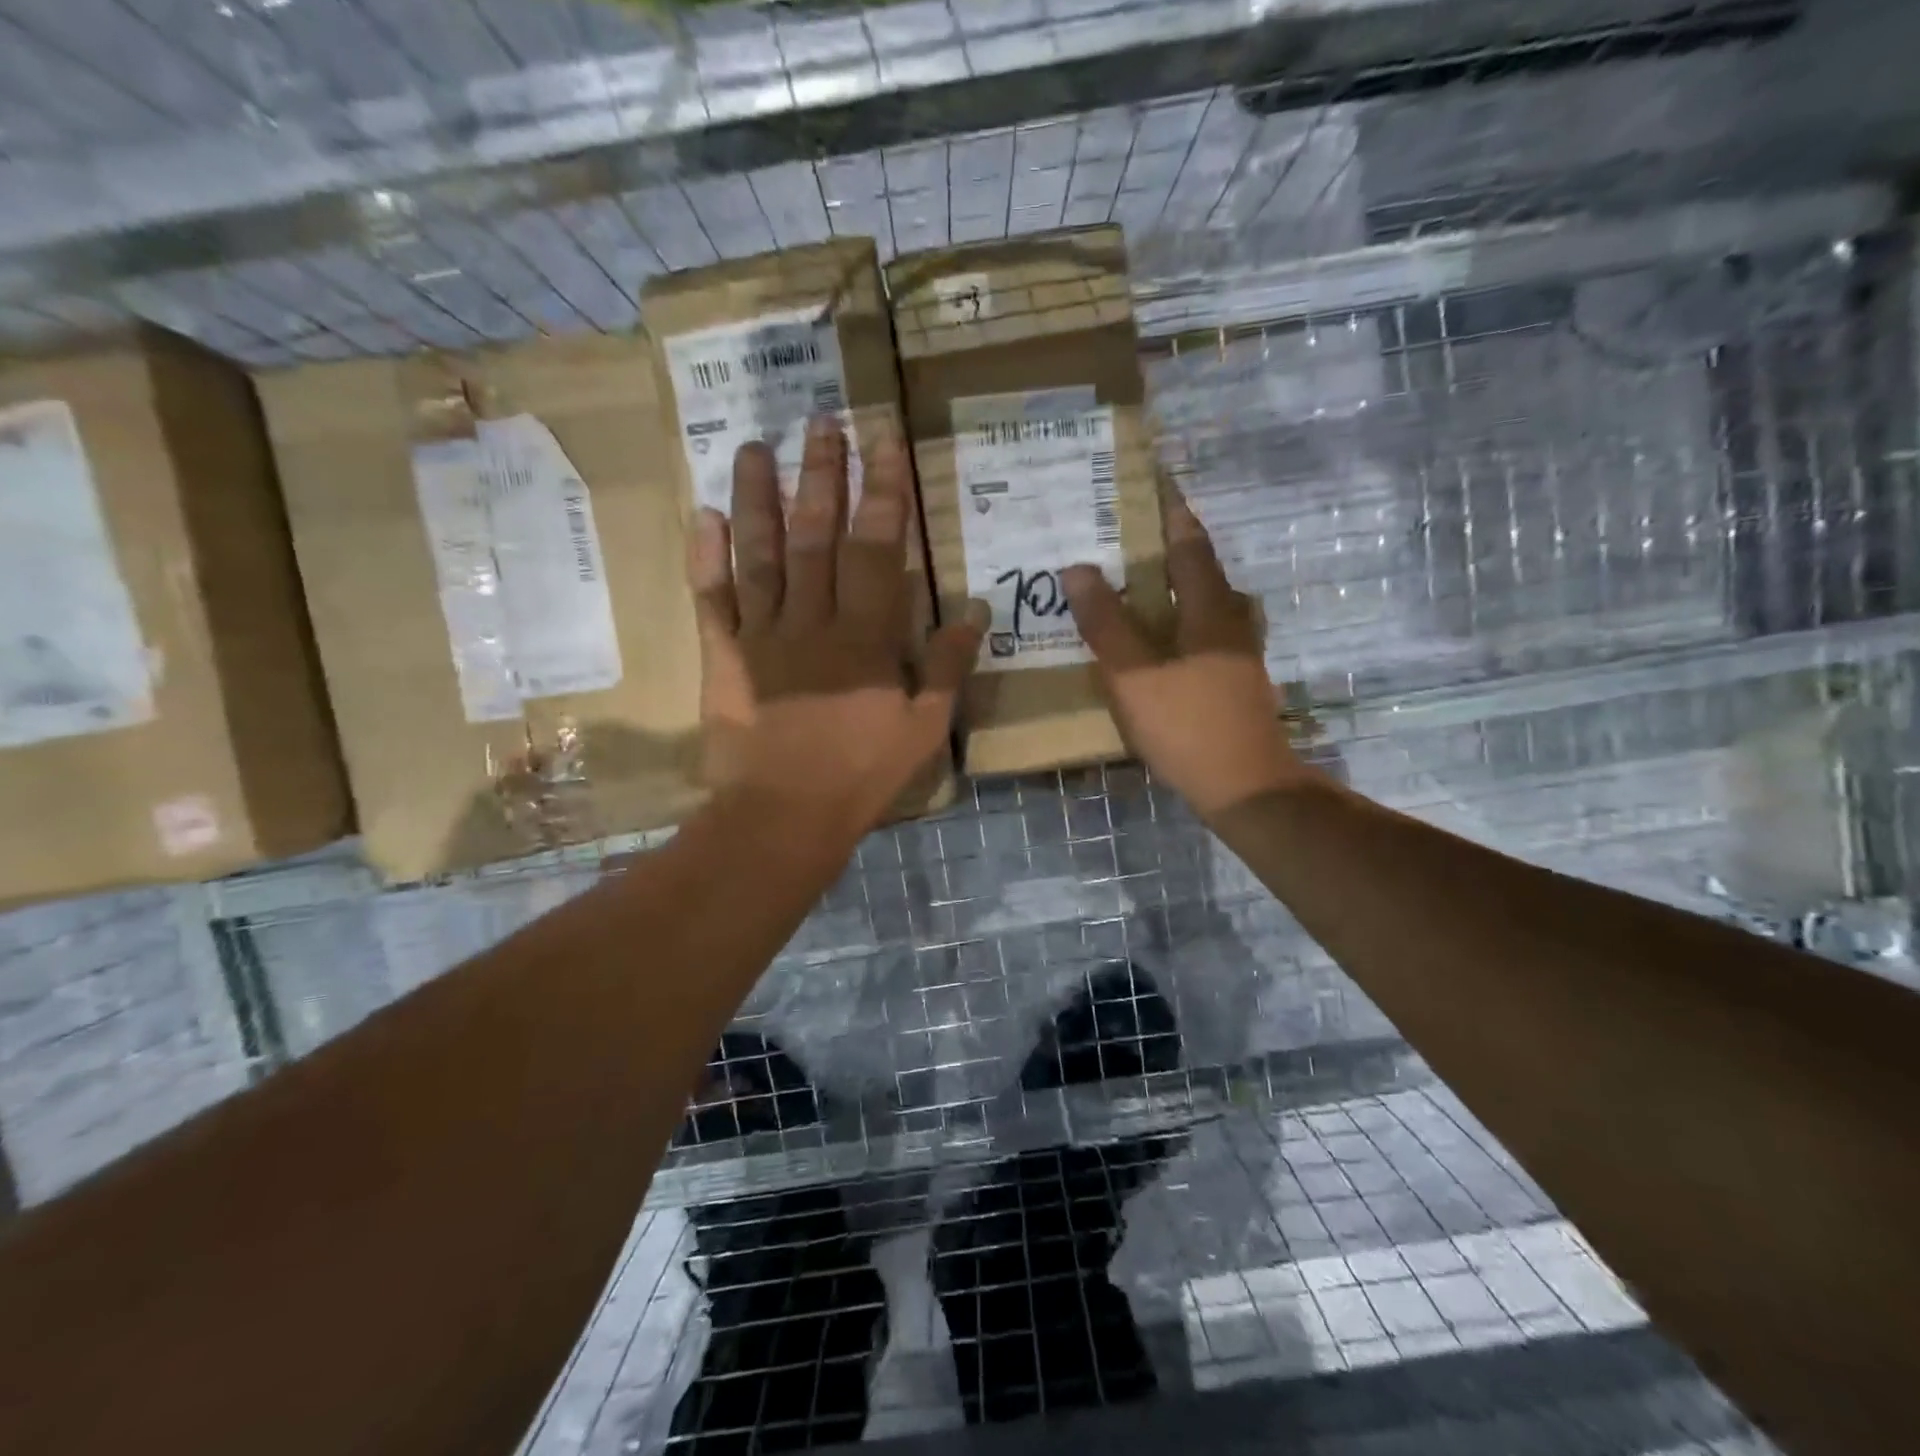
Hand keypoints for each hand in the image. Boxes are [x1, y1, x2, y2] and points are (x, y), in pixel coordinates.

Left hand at [686, 415, 985, 838]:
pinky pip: (712, 600)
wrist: (783, 818)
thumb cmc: (862, 775)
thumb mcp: (925, 729)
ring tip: (754, 447)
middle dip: (822, 475)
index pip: (876, 547)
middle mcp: (811, 621)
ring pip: (760, 554)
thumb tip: (974, 607)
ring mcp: (762, 636)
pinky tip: (702, 515)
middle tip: (822, 422)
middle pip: (816, 535)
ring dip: (757, 498)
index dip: (882, 492)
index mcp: (865, 636)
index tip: (884, 442)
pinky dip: (705, 558)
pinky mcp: (724, 658)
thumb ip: (948, 665)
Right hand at [1063, 491, 1308, 820]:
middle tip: (1127, 539)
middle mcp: (1231, 622)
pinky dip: (1178, 623)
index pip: (1189, 544)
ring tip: (1136, 586)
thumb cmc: (1187, 724)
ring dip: (1174, 588)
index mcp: (1210, 609)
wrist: (1244, 787)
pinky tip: (1155, 641)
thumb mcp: (1134, 674)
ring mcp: (1237, 654)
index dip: (1171, 512)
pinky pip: (1202, 634)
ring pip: (1204, 605)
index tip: (1152, 484)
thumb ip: (1106, 622)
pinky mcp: (1233, 681)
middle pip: (1201, 571)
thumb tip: (1079, 568)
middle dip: (1168, 549)